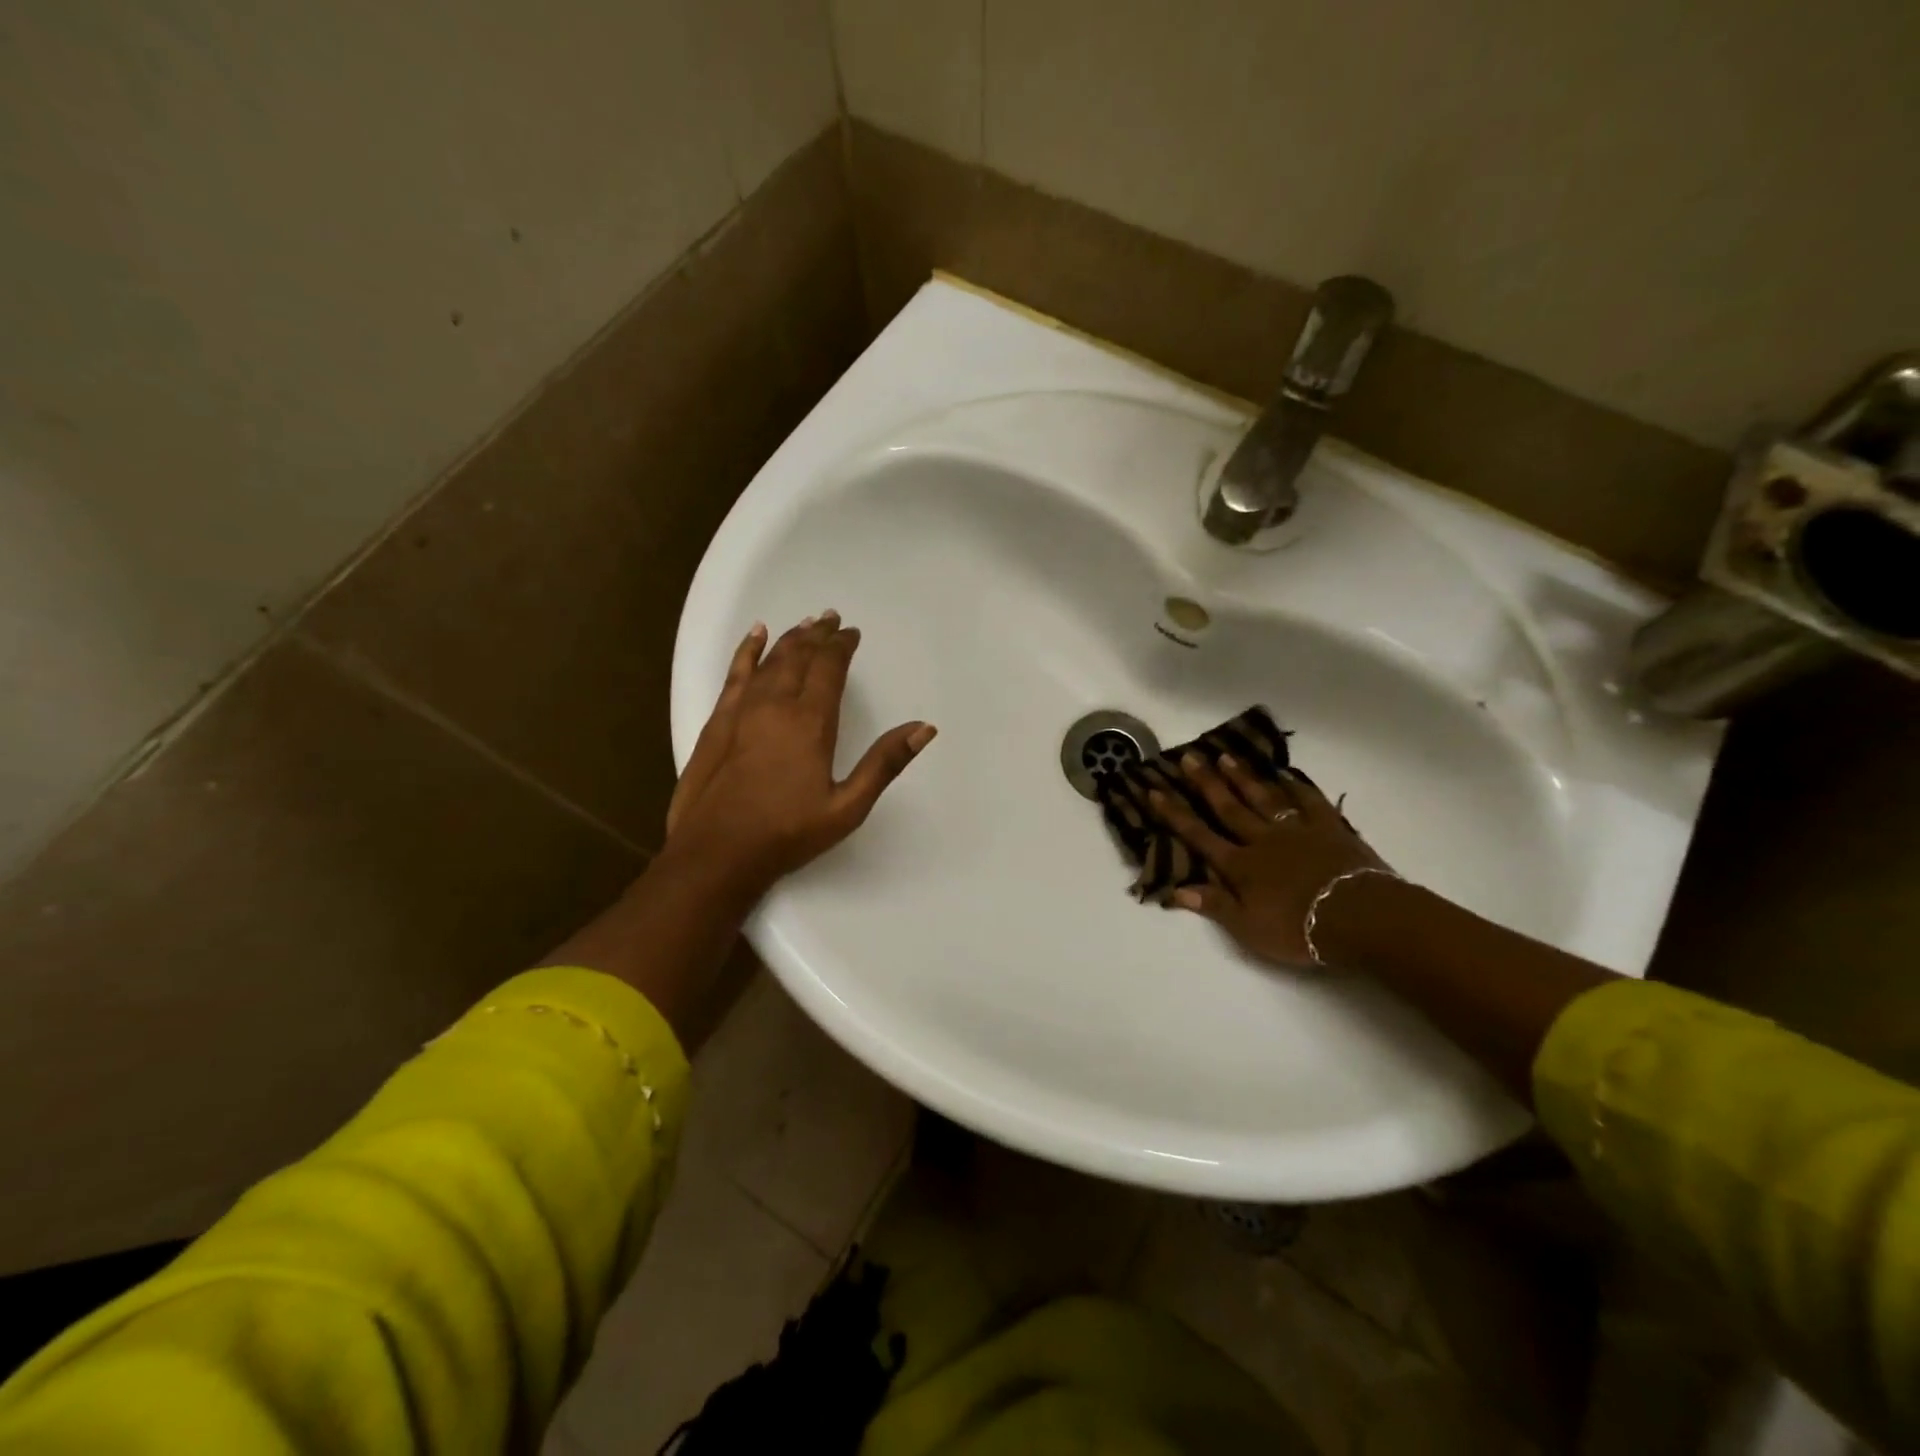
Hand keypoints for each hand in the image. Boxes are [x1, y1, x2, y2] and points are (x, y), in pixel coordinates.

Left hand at [665, 612, 935, 896]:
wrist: (717, 852)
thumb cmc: (788, 833)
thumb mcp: (848, 806)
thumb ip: (885, 763)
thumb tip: (925, 728)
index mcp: (811, 721)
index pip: (830, 667)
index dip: (842, 646)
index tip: (852, 633)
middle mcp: (776, 705)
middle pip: (799, 656)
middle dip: (818, 635)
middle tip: (831, 618)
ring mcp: (742, 710)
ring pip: (769, 660)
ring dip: (789, 639)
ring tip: (804, 623)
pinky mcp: (718, 721)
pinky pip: (735, 673)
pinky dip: (747, 651)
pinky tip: (756, 636)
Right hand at [1146, 753, 1389, 966]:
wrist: (1360, 917)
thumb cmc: (1300, 929)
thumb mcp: (1249, 929)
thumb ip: (1215, 905)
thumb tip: (1176, 890)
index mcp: (1240, 866)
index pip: (1199, 836)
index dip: (1175, 814)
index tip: (1155, 791)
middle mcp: (1262, 840)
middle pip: (1229, 808)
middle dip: (1206, 783)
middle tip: (1189, 757)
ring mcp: (1297, 830)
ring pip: (1264, 798)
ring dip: (1243, 777)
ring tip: (1226, 757)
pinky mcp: (1329, 828)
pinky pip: (1308, 801)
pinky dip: (1296, 786)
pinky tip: (1285, 774)